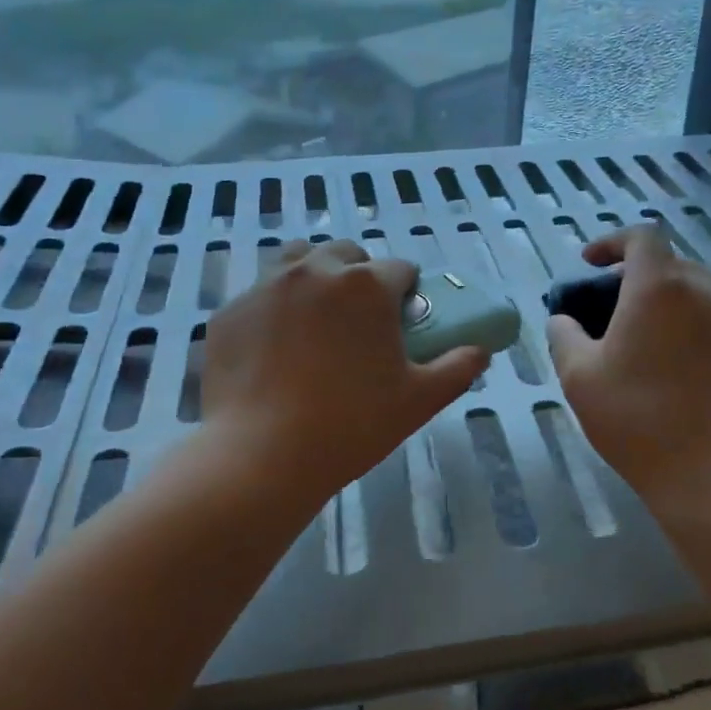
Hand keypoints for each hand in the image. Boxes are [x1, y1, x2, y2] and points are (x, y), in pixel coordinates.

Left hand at [203, 239, 486, 501]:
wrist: (260, 455)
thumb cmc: (351, 425)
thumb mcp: (419, 401)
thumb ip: (458, 368)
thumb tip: (480, 351)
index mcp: (367, 286)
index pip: (401, 269)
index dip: (407, 293)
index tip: (402, 322)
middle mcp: (316, 271)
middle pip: (347, 254)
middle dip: (359, 276)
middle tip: (359, 322)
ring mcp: (266, 287)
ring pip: (298, 260)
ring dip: (314, 276)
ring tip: (315, 320)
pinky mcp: (230, 312)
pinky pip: (259, 295)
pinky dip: (274, 309)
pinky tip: (274, 349)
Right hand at [547, 225, 710, 510]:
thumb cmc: (637, 418)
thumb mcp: (579, 376)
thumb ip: (563, 335)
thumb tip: (563, 319)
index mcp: (660, 287)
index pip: (642, 237)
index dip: (611, 242)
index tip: (588, 264)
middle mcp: (703, 292)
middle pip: (667, 263)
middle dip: (631, 274)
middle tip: (604, 307)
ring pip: (691, 291)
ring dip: (659, 299)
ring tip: (633, 337)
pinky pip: (709, 319)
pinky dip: (682, 323)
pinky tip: (664, 364)